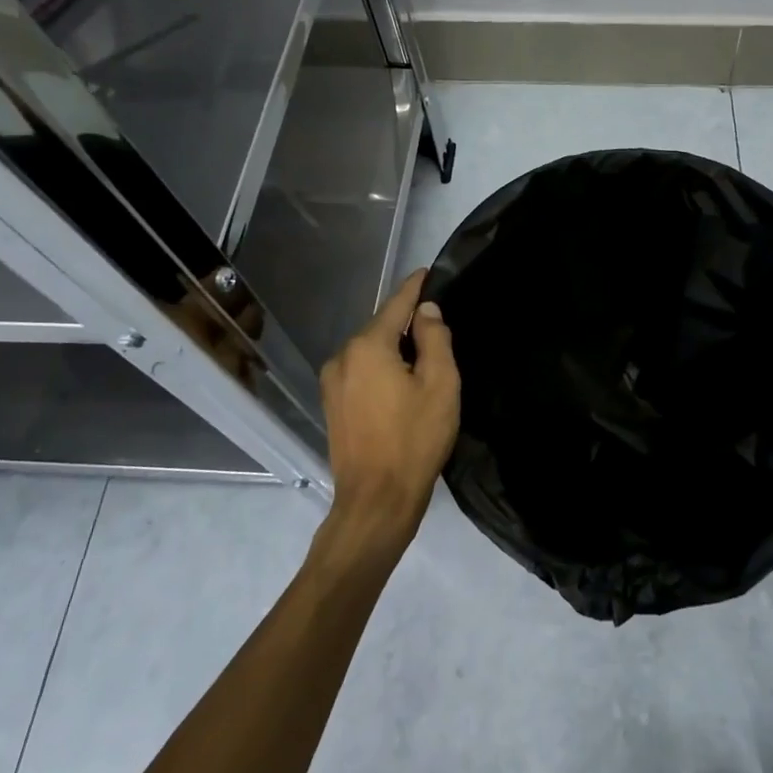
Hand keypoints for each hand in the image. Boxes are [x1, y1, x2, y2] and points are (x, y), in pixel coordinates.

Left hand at [318, 270, 460, 550]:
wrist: (376, 501)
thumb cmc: (415, 439)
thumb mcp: (440, 384)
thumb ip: (434, 338)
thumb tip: (426, 311)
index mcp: (368, 347)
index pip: (396, 304)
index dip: (415, 287)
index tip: (428, 271)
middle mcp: (342, 357)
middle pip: (381, 327)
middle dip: (407, 323)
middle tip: (438, 326)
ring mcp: (332, 383)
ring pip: (370, 351)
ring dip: (394, 348)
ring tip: (424, 356)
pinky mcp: (332, 405)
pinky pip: (361, 371)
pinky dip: (381, 368)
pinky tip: (401, 382)